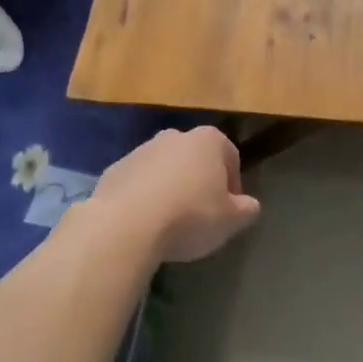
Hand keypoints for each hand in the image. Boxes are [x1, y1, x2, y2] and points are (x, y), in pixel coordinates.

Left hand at [90, 127, 261, 263]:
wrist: (124, 225)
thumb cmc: (189, 216)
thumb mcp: (231, 220)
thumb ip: (247, 210)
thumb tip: (248, 205)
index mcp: (207, 140)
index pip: (230, 156)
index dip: (233, 185)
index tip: (229, 210)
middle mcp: (174, 136)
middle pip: (194, 159)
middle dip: (199, 182)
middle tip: (201, 215)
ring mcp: (140, 151)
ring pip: (164, 169)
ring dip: (170, 189)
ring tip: (170, 223)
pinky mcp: (113, 170)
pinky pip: (137, 183)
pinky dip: (143, 198)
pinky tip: (144, 224)